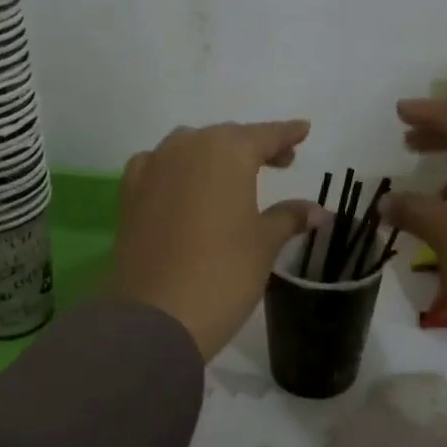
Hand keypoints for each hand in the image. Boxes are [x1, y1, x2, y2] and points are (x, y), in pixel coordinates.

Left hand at [110, 120, 319, 360]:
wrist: (156, 315)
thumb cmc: (224, 273)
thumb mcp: (264, 244)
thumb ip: (289, 217)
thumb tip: (317, 211)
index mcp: (226, 152)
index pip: (264, 135)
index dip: (286, 134)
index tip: (303, 130)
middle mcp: (186, 148)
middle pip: (226, 138)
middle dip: (253, 146)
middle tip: (278, 161)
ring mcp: (152, 168)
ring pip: (189, 147)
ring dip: (214, 154)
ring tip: (233, 176)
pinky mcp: (129, 194)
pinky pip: (157, 166)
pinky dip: (176, 168)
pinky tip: (183, 186)